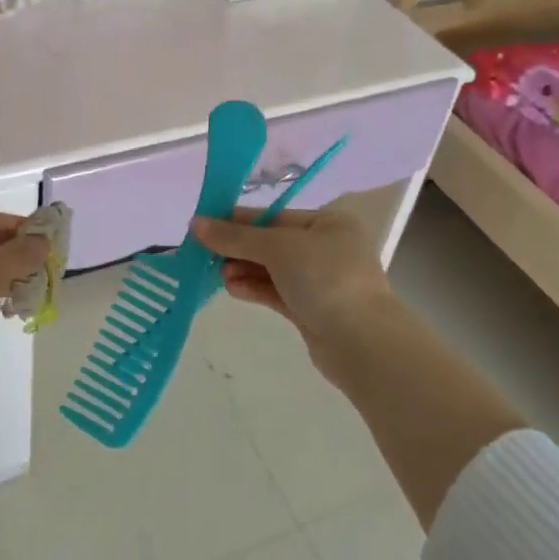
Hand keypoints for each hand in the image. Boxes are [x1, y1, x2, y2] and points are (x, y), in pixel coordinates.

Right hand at [192, 207, 400, 378]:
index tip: (204, 225)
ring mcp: (320, 282)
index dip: (238, 220)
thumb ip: (235, 237)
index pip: (274, 216)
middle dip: (239, 248)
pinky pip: (276, 292)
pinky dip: (254, 288)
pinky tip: (231, 288)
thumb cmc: (325, 278)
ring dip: (243, 269)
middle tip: (205, 254)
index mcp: (328, 223)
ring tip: (217, 275)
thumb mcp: (278, 248)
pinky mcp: (311, 310)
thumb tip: (196, 224)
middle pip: (271, 243)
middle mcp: (326, 248)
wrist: (362, 343)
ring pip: (272, 270)